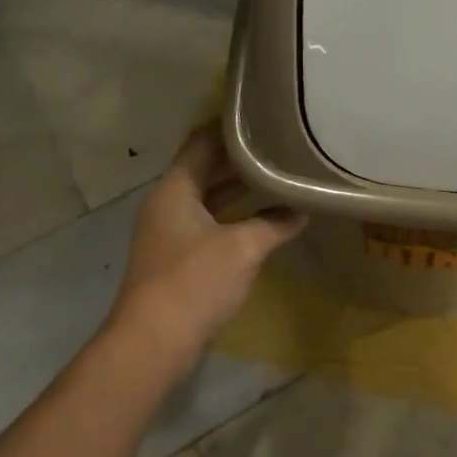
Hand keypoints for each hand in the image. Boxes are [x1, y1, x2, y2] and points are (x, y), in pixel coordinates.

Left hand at [108, 125, 306, 359]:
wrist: (154, 341)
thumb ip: (274, 224)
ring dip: (236, 189)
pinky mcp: (175, 259)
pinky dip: (232, 216)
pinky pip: (207, 224)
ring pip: (206, 199)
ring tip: (275, 175)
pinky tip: (261, 220)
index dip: (229, 127)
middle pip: (203, 169)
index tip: (261, 114)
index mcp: (174, 190)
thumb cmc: (195, 282)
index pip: (201, 143)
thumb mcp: (243, 247)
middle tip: (276, 144)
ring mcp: (169, 233)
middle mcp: (166, 205)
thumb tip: (301, 211)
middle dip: (238, 158)